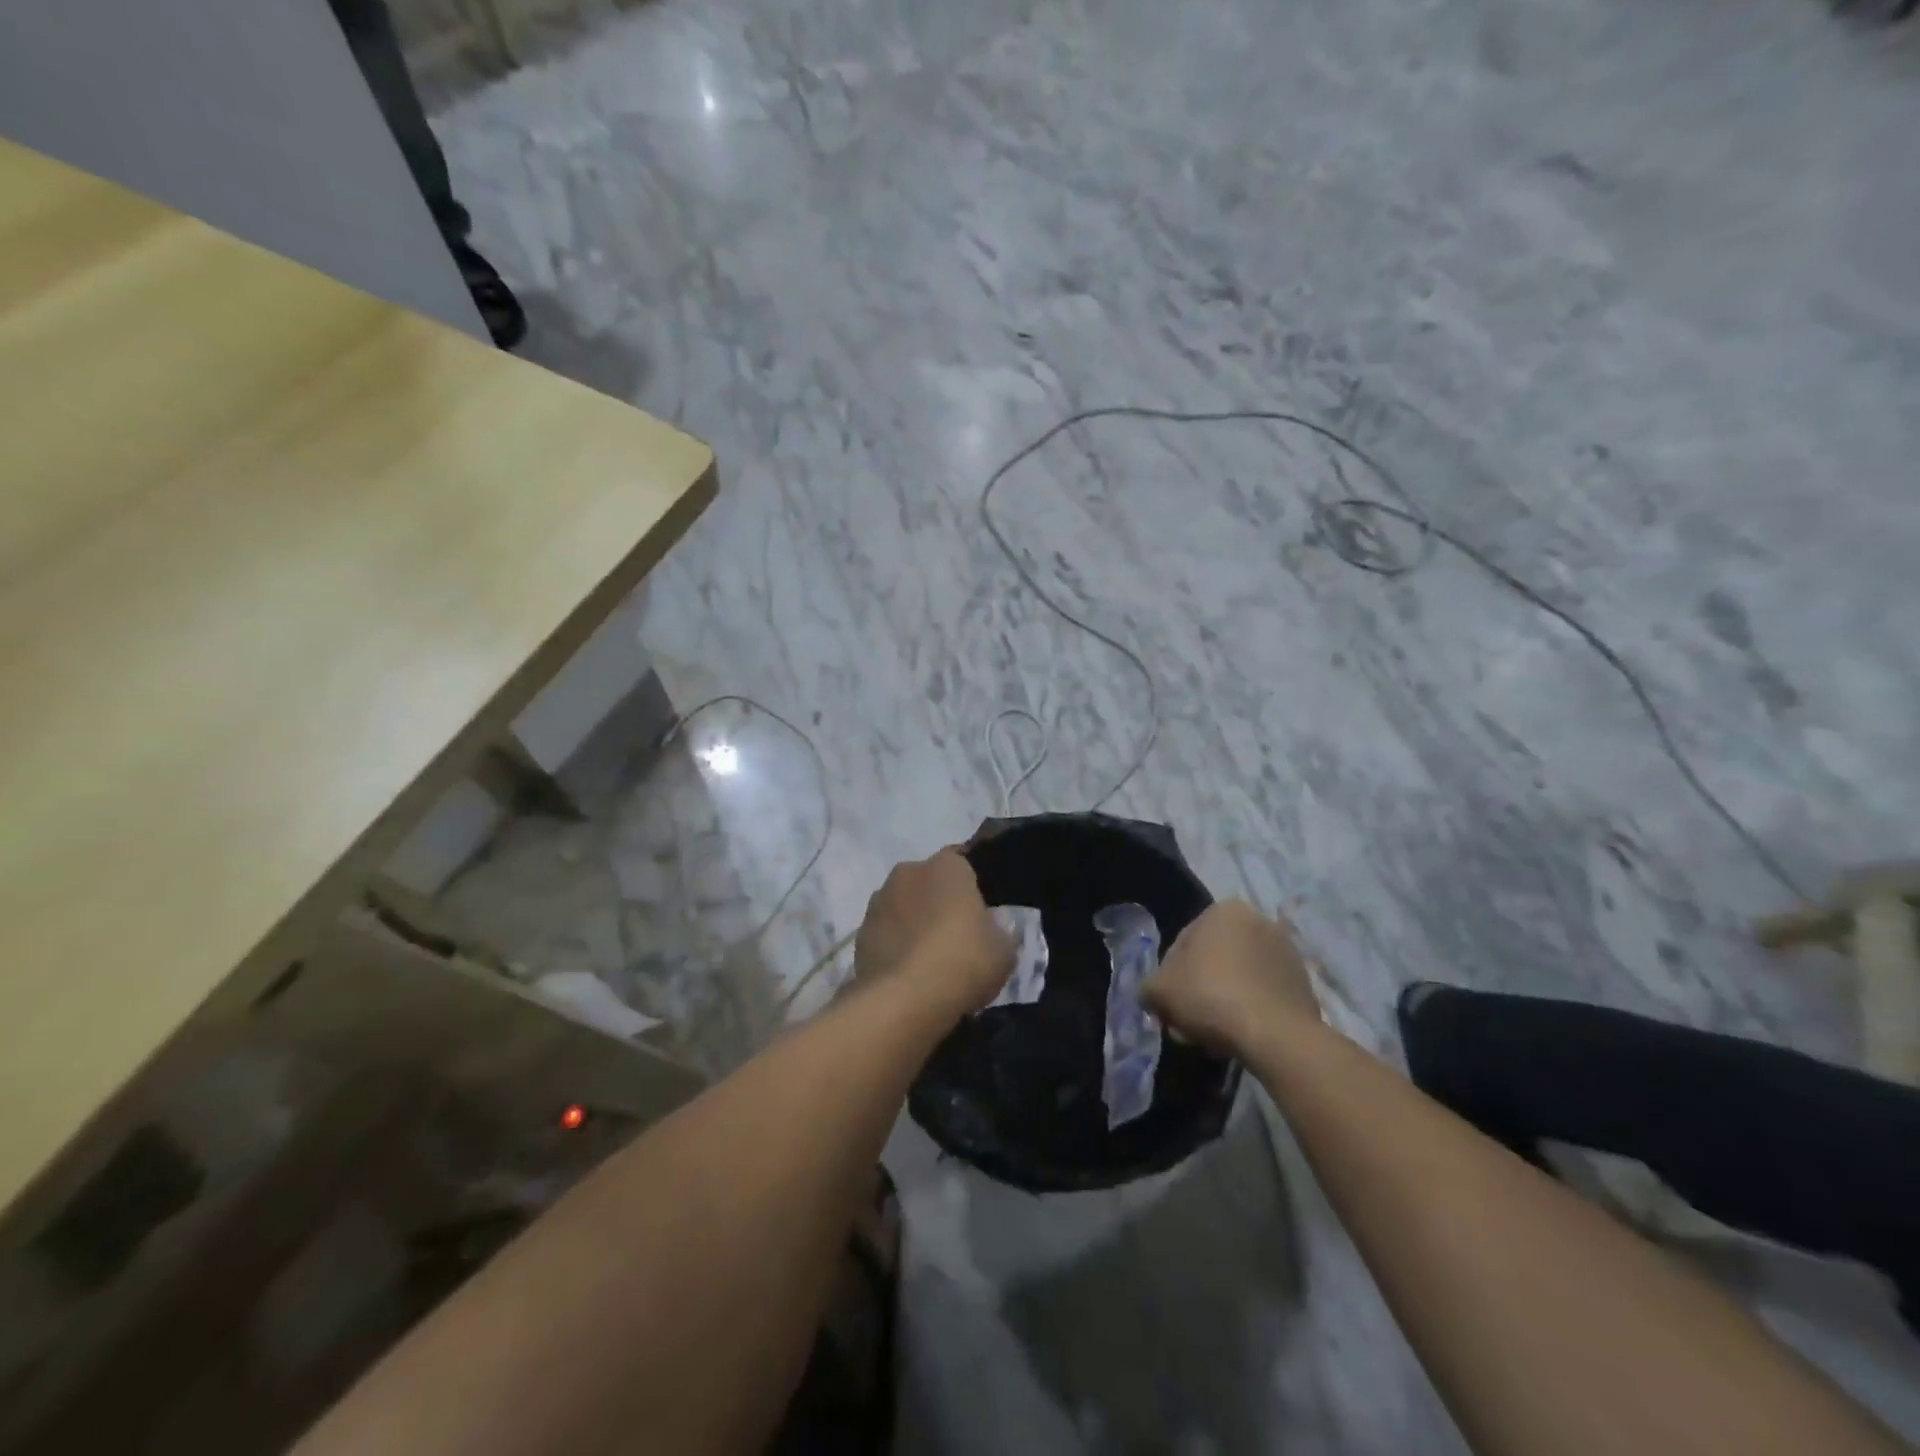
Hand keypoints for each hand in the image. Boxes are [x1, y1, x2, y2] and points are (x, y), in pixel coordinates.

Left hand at [855, 849, 1014, 1016]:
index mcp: (947, 865)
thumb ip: (998, 931)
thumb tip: (990, 929)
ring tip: (928, 959)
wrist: (906, 999)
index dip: (971, 886)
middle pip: (928, 882)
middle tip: (955, 935)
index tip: (980, 911)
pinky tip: (907, 973)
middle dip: (938, 901)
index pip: (962, 862)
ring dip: (913, 922)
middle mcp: (908, 872)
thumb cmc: (964, 960)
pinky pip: (885, 933)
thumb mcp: (1004, 950)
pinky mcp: (860, 934)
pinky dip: (895, 946)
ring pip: (903, 906)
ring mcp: (878, 902)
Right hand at [1142, 900, 1319, 1055]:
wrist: (1277, 1035)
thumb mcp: (1160, 990)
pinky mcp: (1303, 983)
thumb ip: (1149, 988)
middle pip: (1212, 962)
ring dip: (1221, 1004)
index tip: (1168, 1007)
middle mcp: (1258, 921)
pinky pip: (1262, 995)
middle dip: (1196, 993)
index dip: (1168, 979)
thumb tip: (1152, 996)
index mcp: (1224, 910)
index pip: (1181, 944)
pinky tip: (1238, 1038)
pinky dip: (1248, 1011)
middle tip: (1187, 1025)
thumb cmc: (1211, 997)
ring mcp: (1286, 952)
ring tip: (1211, 1038)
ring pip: (1237, 979)